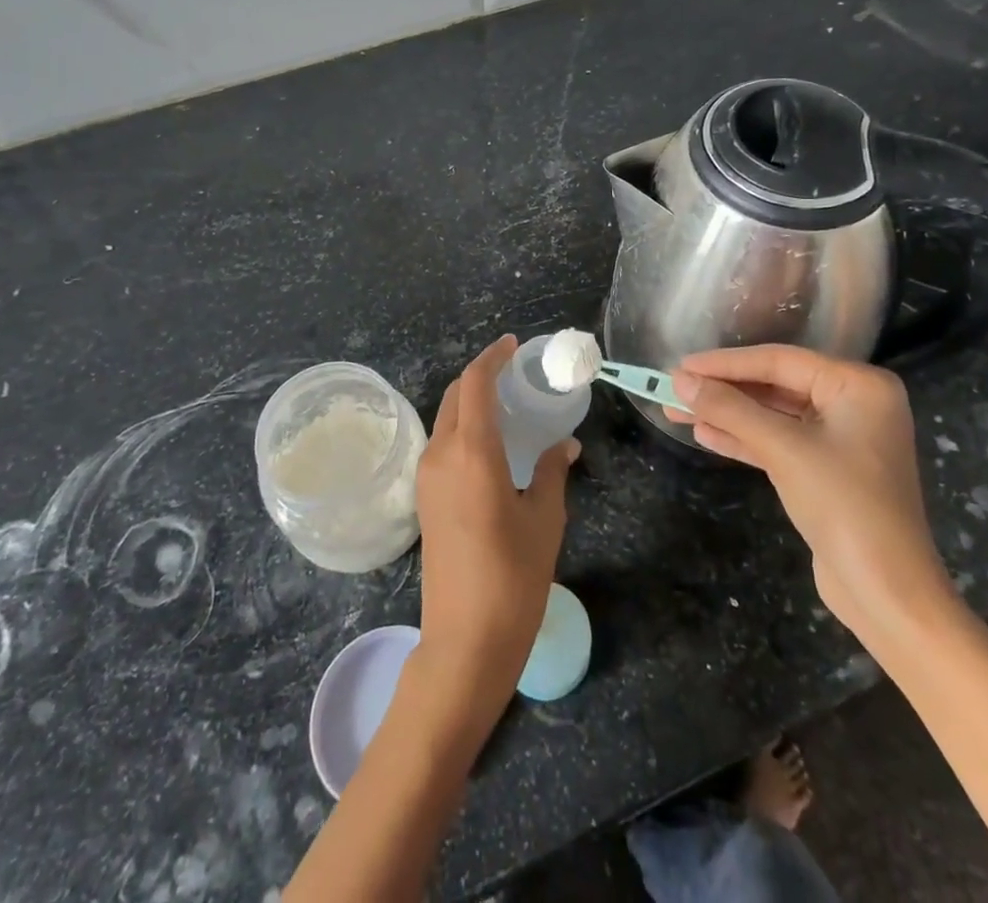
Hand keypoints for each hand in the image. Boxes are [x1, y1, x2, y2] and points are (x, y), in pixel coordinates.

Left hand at [416, 335, 578, 707]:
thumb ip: (551, 472)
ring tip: (507, 407)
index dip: (492, 357)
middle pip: (456, 396)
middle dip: (481, 376)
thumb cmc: (513, 577)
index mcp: (471, 452)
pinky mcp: (424, 499)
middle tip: (514, 374)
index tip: (512, 345)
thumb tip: (563, 446)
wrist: (464, 641)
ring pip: (446, 420)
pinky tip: (491, 445)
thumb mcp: (544, 519)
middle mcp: (441, 455)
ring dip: (471, 403)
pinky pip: (442, 445)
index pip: (475, 383)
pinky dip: (463, 429)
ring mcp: (426, 478)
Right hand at [669, 346, 952, 640]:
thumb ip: (730, 409)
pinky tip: (705, 435)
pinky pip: (779, 442)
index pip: (779, 361)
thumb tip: (679, 380)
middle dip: (723, 390)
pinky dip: (744, 440)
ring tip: (676, 411)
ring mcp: (842, 438)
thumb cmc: (844, 506)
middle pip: (775, 386)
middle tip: (673, 387)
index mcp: (858, 385)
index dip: (725, 363)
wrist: (887, 595)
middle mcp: (854, 403)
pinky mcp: (827, 470)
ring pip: (773, 416)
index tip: (680, 365)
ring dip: (727, 415)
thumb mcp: (783, 449)